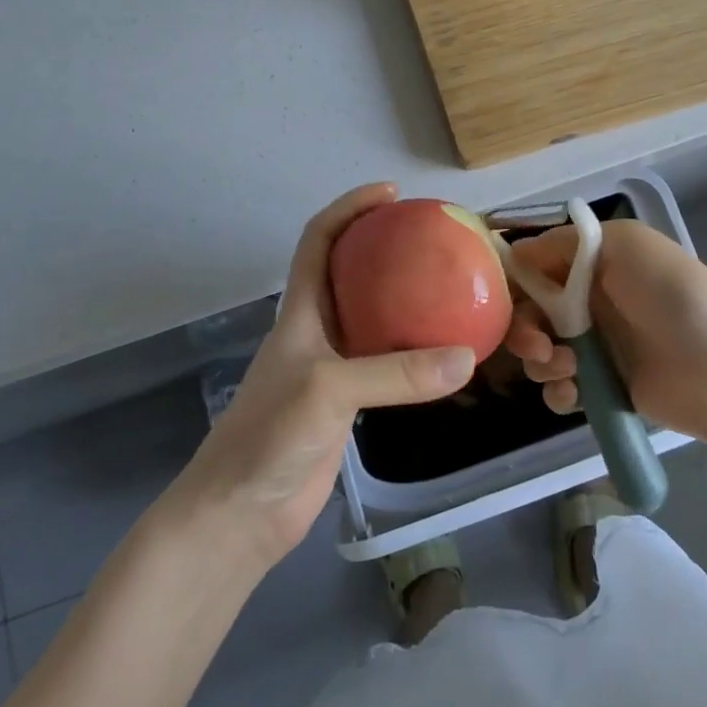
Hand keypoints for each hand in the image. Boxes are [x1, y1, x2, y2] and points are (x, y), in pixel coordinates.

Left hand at [169, 183, 476, 571]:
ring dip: (405, 300)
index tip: (390, 193)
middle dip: (385, 246)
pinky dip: (414, 353)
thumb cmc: (269, 435)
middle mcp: (317, 330)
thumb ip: (396, 374)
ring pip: (373, 318)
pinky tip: (445, 355)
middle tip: (434, 238)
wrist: (240, 513)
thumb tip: (466, 357)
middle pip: (350, 271)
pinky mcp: (346, 404)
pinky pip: (387, 365)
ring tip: (450, 288)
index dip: (349, 208)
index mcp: (301, 311)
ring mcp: (332, 367)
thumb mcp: (329, 390)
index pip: (319, 239)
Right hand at [504, 219, 706, 452]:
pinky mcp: (601, 388)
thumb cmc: (670, 292)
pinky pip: (559, 390)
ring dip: (541, 360)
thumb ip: (563, 243)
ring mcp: (593, 347)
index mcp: (590, 264)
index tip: (500, 298)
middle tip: (539, 344)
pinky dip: (558, 391)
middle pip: (529, 313)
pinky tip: (574, 392)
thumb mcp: (621, 244)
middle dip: (523, 329)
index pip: (533, 268)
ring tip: (567, 366)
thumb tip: (514, 254)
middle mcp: (586, 302)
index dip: (513, 282)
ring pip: (539, 353)